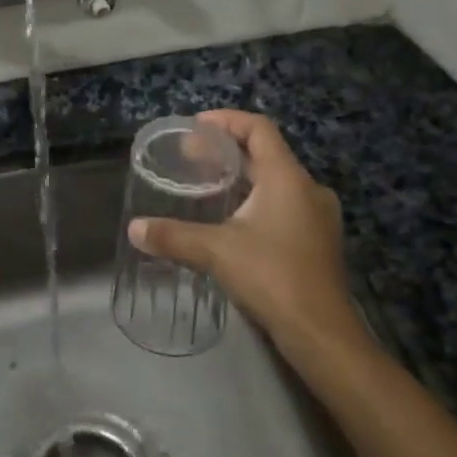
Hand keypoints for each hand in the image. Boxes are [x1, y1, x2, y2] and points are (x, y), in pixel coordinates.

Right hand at [128, 109, 365, 358]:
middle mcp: (308, 189)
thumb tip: (134, 228)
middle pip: (266, 153)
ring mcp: (318, 216)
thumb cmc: (272, 278)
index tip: (196, 126)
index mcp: (287, 178)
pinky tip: (233, 219)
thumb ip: (173, 236)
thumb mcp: (216, 252)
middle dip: (227, 150)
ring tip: (208, 183)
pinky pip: (284, 203)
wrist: (322, 335)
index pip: (259, 129)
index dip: (227, 120)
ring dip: (243, 176)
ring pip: (276, 180)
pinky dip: (257, 199)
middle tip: (191, 156)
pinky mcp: (317, 241)